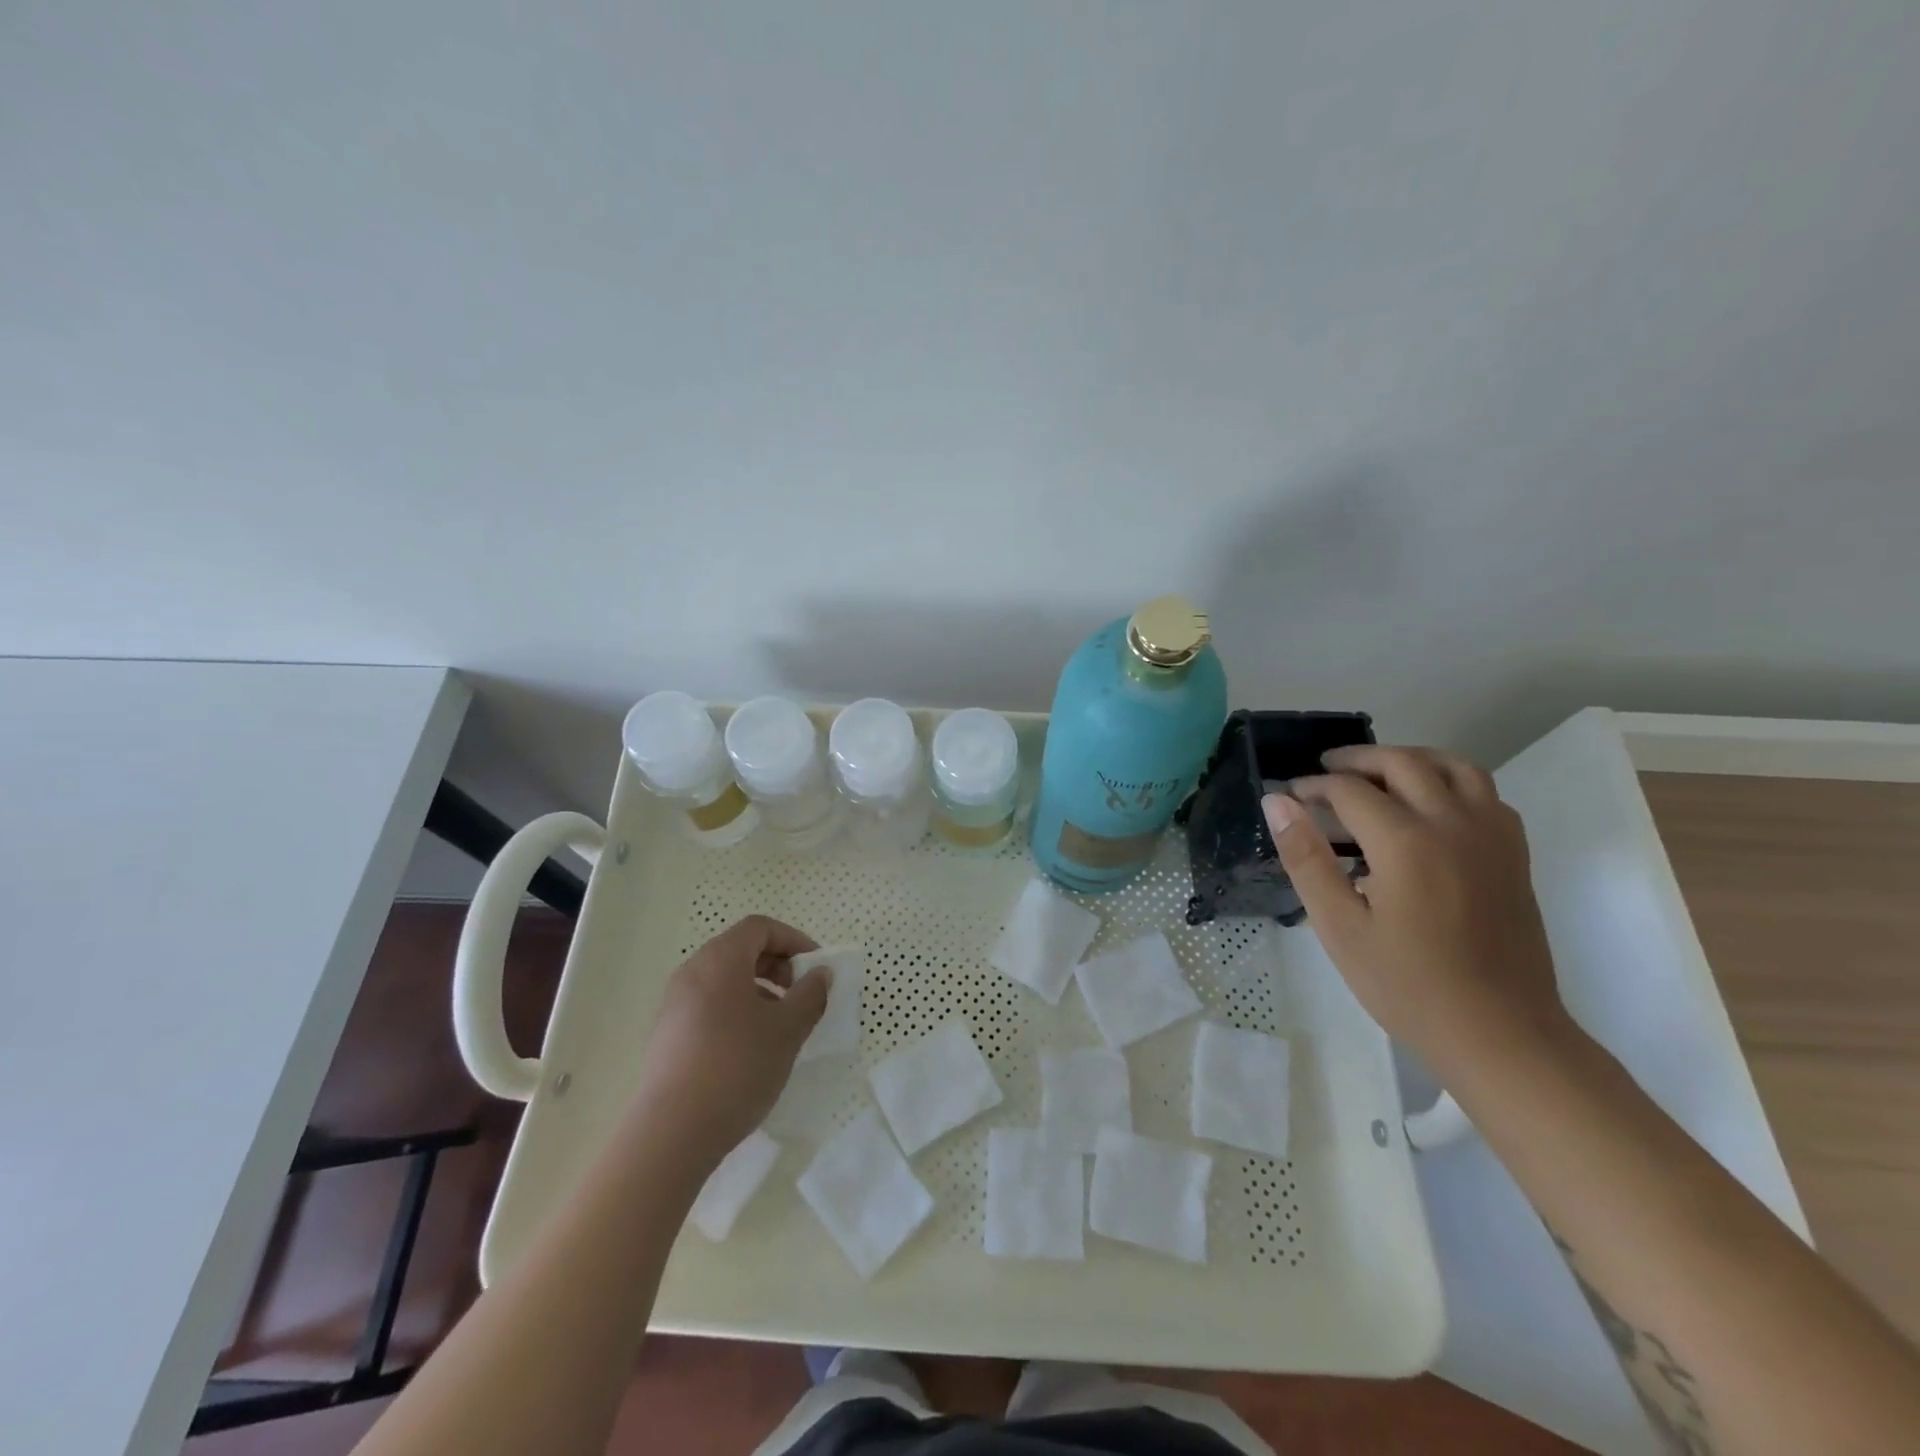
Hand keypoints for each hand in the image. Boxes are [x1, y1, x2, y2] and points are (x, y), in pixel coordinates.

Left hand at [629, 915, 827, 1168]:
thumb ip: (810, 994)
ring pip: (724, 980)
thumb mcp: (788, 1030)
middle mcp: (692, 972)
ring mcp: (674, 1004)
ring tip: (778, 1026)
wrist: (671, 1133)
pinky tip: (750, 1049)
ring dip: (758, 990)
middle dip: (777, 965)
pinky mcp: (666, 1035)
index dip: (793, 940)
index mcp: (719, 960)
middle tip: (800, 995)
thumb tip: (820, 974)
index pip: (760, 928)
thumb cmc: (737, 1067)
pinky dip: (736, 1010)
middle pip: (740, 950)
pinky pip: (709, 1005)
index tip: (815, 967)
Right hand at [1263, 745, 1572, 1075]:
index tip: (1291, 796)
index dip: (1314, 787)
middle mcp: (1453, 824)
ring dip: (1410, 759)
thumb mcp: (1339, 927)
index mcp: (1406, 842)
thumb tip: (1277, 802)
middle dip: (1358, 759)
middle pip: (1403, 763)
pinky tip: (1429, 806)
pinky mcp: (1514, 854)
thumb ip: (1306, 858)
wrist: (1500, 1033)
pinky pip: (1485, 793)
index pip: (1350, 790)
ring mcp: (1492, 836)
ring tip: (1378, 774)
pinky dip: (1451, 781)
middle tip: (1325, 771)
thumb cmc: (1407, 985)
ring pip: (1453, 766)